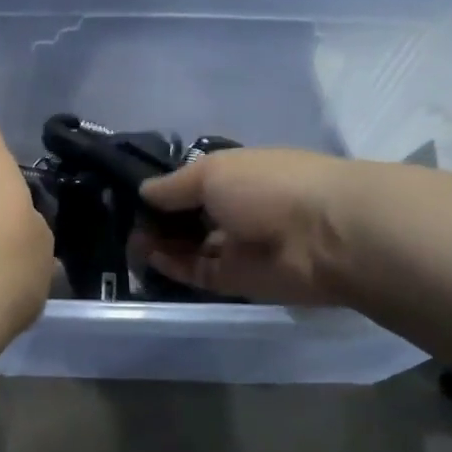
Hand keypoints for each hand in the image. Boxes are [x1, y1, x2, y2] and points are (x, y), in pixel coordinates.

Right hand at [139, 148, 359, 304]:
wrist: (326, 236)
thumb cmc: (268, 186)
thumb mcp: (212, 171)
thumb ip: (173, 186)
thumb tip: (143, 192)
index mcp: (237, 175)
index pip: (192, 183)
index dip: (164, 190)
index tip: (130, 196)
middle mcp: (237, 208)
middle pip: (189, 216)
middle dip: (157, 219)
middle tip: (124, 222)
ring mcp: (238, 245)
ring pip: (190, 246)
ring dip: (160, 244)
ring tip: (130, 242)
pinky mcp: (238, 279)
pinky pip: (199, 272)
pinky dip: (173, 266)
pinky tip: (149, 257)